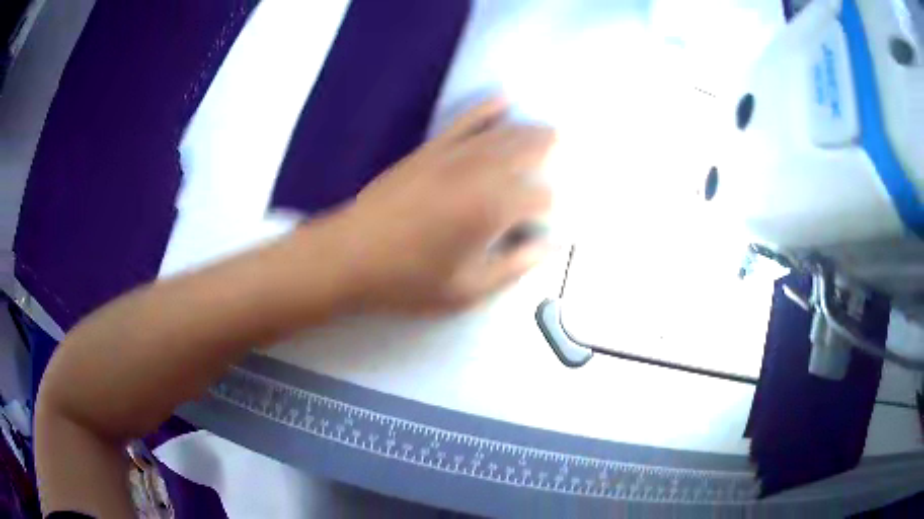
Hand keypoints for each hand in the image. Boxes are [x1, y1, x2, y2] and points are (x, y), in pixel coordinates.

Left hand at [327, 96, 555, 313]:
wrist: (349, 255)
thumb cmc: (408, 280)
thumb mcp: (467, 290)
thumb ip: (514, 266)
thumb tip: (548, 247)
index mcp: (492, 209)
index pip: (540, 197)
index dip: (551, 207)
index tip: (548, 220)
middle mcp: (479, 173)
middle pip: (528, 150)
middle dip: (551, 150)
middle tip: (566, 151)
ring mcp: (453, 155)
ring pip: (503, 133)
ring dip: (530, 130)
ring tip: (549, 131)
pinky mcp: (430, 150)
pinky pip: (465, 122)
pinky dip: (486, 109)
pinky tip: (503, 99)